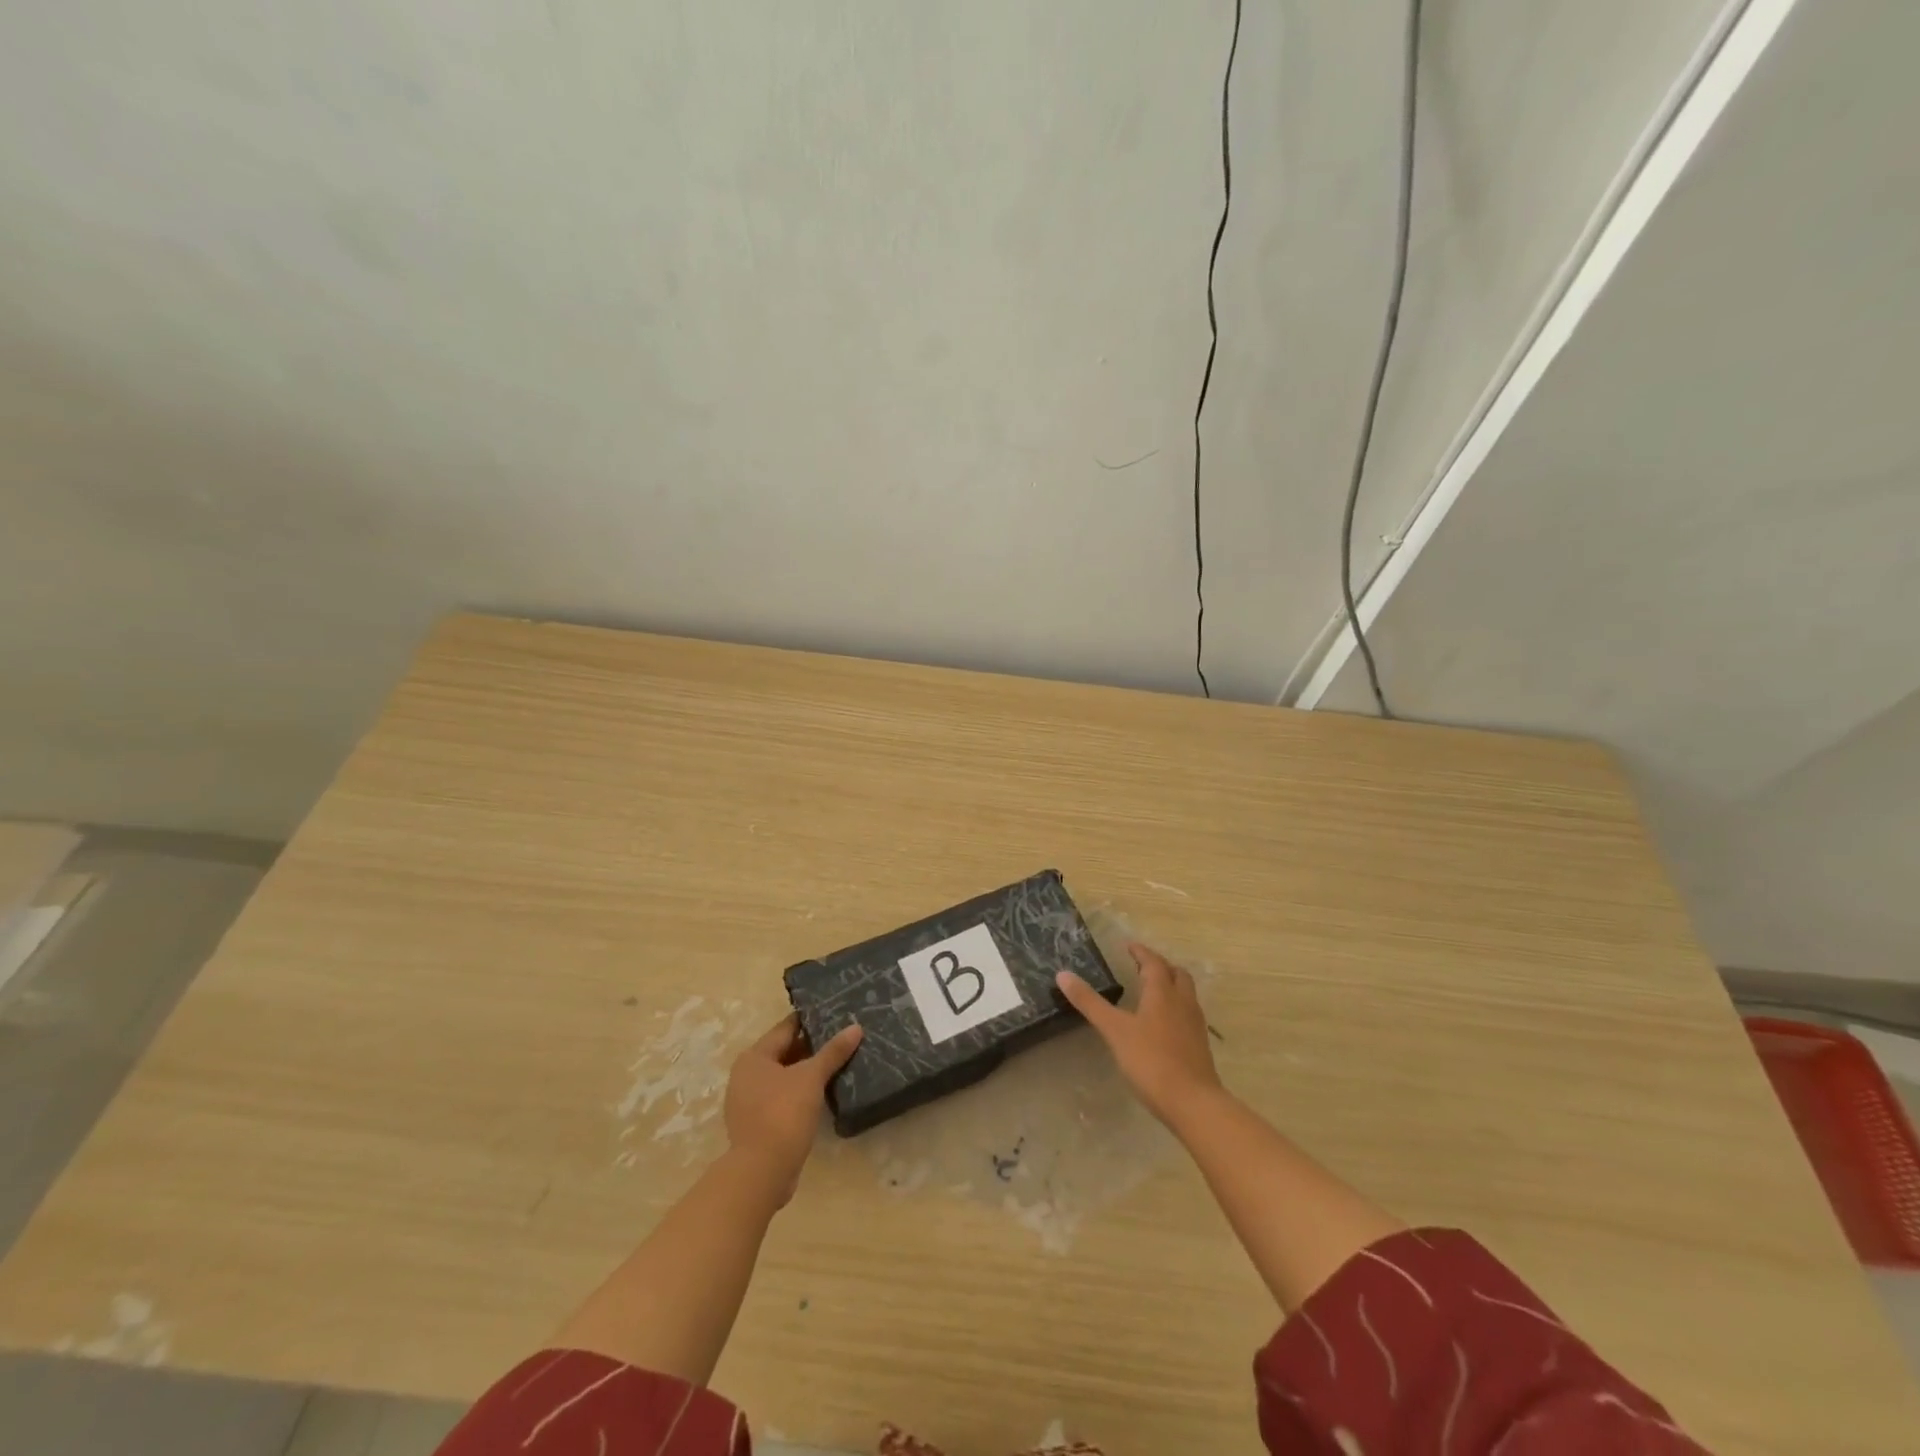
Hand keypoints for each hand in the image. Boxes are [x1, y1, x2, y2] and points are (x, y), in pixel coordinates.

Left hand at [723, 1015, 862, 1201]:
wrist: (762, 1172)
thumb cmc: (783, 1113)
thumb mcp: (811, 1077)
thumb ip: (833, 1052)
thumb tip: (855, 1028)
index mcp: (754, 1057)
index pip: (786, 1028)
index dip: (810, 1020)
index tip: (835, 1014)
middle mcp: (746, 1076)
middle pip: (784, 1052)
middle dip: (811, 1048)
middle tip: (842, 1039)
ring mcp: (749, 1102)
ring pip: (784, 1078)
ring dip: (807, 1073)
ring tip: (838, 1064)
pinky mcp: (757, 1125)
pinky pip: (782, 1099)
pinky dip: (800, 1094)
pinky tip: (823, 1094)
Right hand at [1057, 942, 1220, 1126]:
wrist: (1193, 1102)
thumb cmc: (1150, 1060)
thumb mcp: (1114, 1030)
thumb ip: (1090, 1002)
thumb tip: (1062, 974)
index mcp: (1162, 992)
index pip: (1153, 963)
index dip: (1141, 952)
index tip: (1129, 946)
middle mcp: (1183, 1002)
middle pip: (1177, 974)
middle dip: (1160, 966)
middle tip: (1142, 967)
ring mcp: (1195, 1024)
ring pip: (1186, 993)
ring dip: (1171, 985)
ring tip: (1152, 992)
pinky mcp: (1200, 1045)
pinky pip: (1188, 1014)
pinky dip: (1175, 1007)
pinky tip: (1162, 1024)